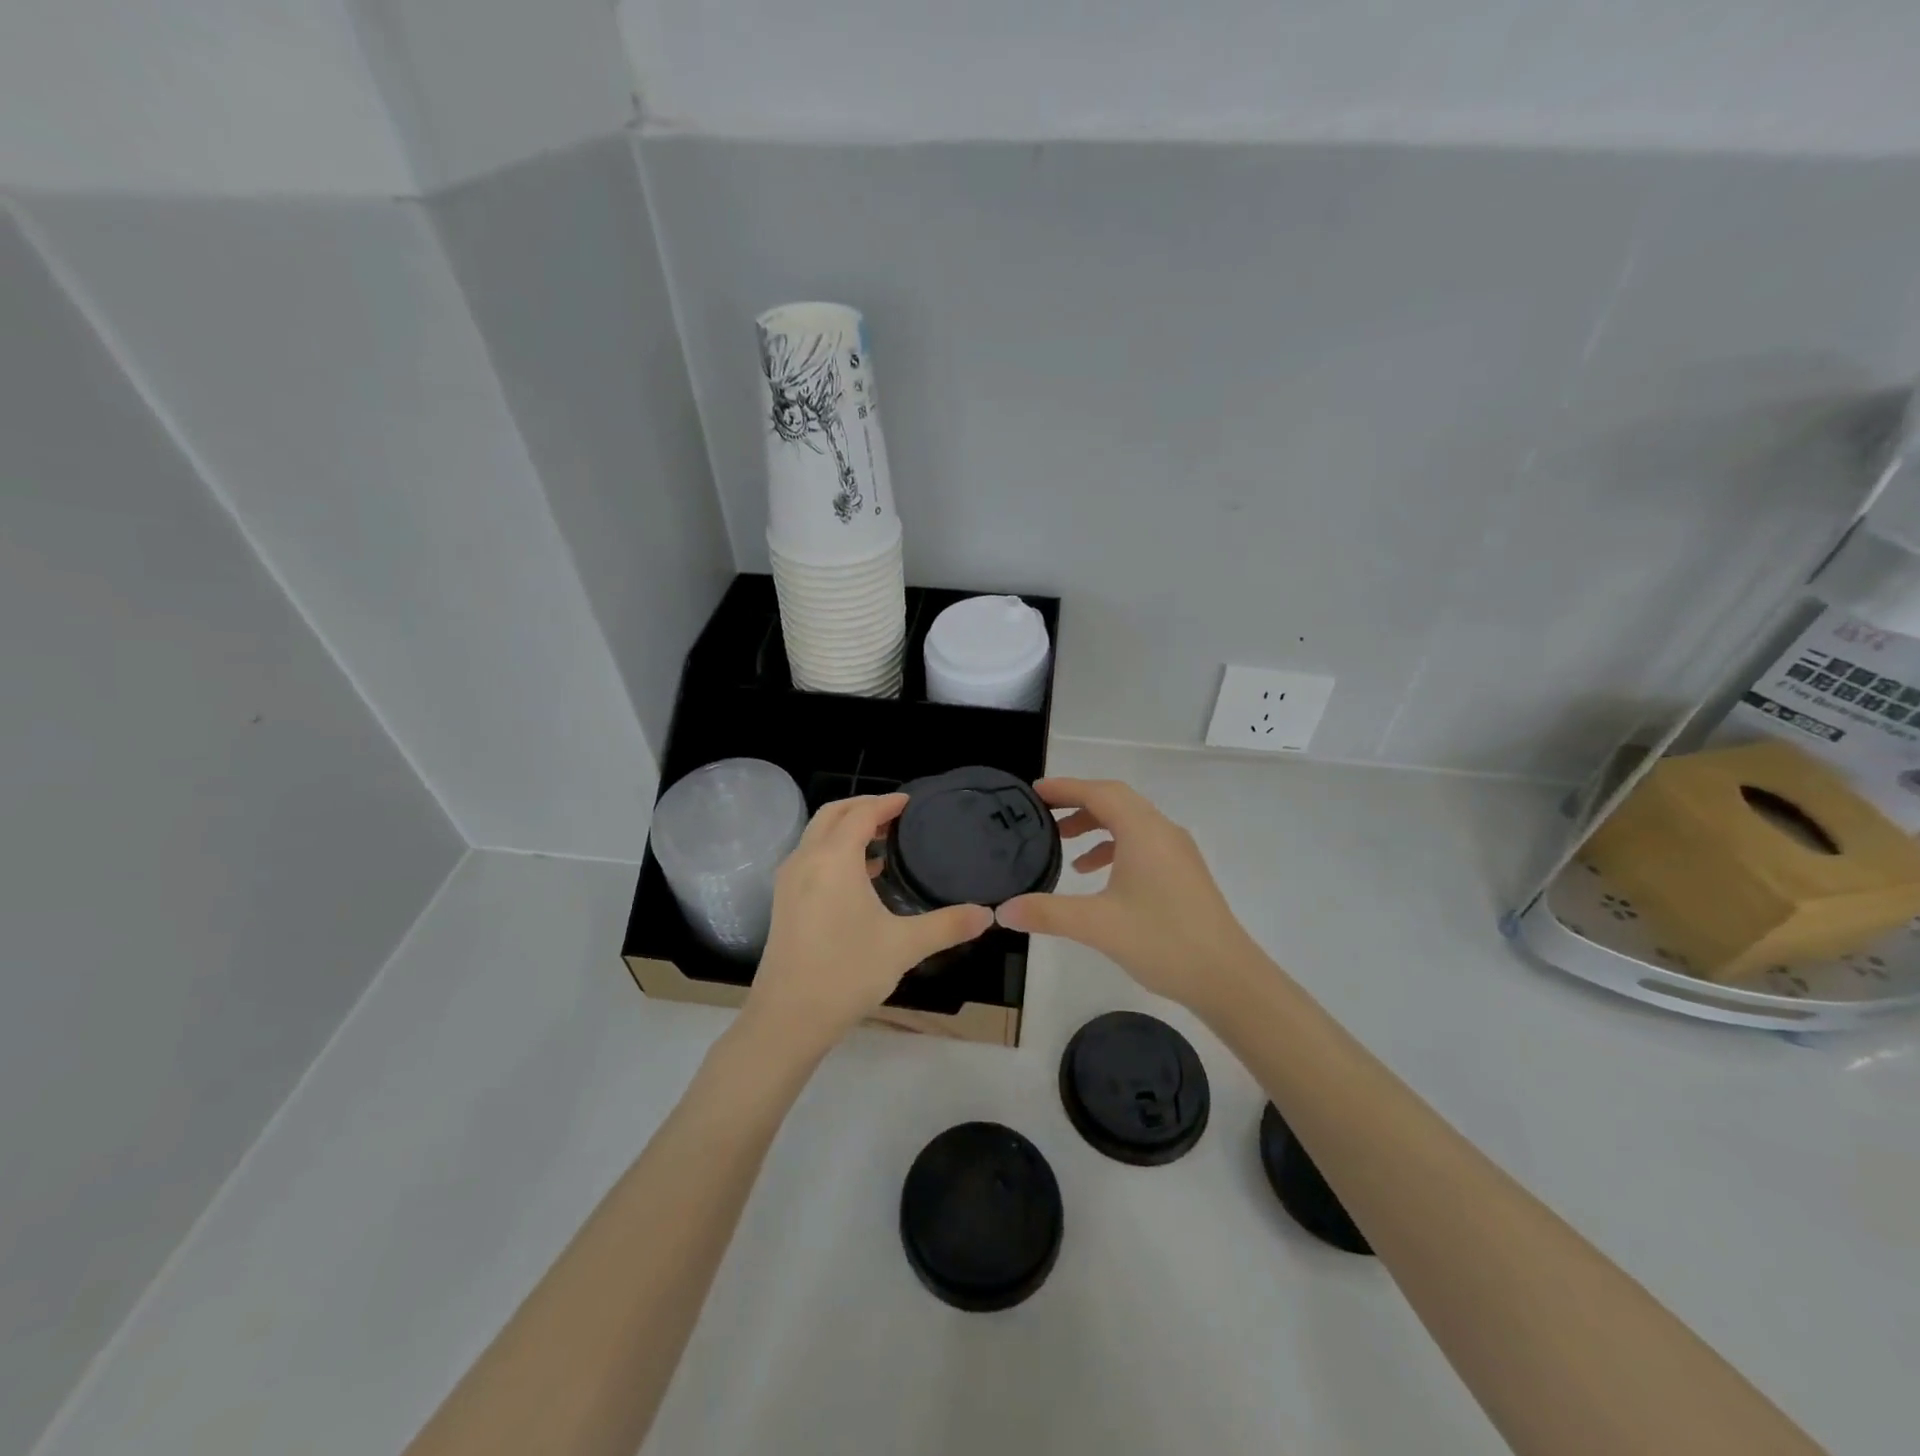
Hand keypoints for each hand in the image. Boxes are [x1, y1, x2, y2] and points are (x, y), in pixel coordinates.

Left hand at [744, 794, 992, 1050]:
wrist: (788, 1018)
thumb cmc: (847, 973)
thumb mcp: (904, 946)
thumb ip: (948, 925)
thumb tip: (987, 915)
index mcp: (833, 859)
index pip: (861, 814)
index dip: (887, 803)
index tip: (910, 802)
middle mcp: (806, 860)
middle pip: (832, 814)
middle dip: (862, 807)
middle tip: (895, 814)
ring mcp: (789, 881)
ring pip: (816, 835)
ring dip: (846, 828)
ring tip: (882, 841)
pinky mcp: (783, 902)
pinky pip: (810, 858)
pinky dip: (833, 851)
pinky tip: (860, 876)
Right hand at [997, 778, 1258, 1009]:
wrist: (1227, 977)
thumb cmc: (1162, 941)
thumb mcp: (1097, 925)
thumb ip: (1047, 913)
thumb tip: (1003, 910)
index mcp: (1143, 832)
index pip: (1099, 793)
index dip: (1065, 788)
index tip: (1034, 791)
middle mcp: (1162, 831)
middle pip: (1116, 801)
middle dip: (1078, 804)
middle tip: (1044, 815)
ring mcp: (1178, 851)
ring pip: (1131, 822)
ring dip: (1096, 827)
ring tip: (1065, 849)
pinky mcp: (1184, 872)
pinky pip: (1143, 843)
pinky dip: (1115, 848)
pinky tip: (1098, 876)